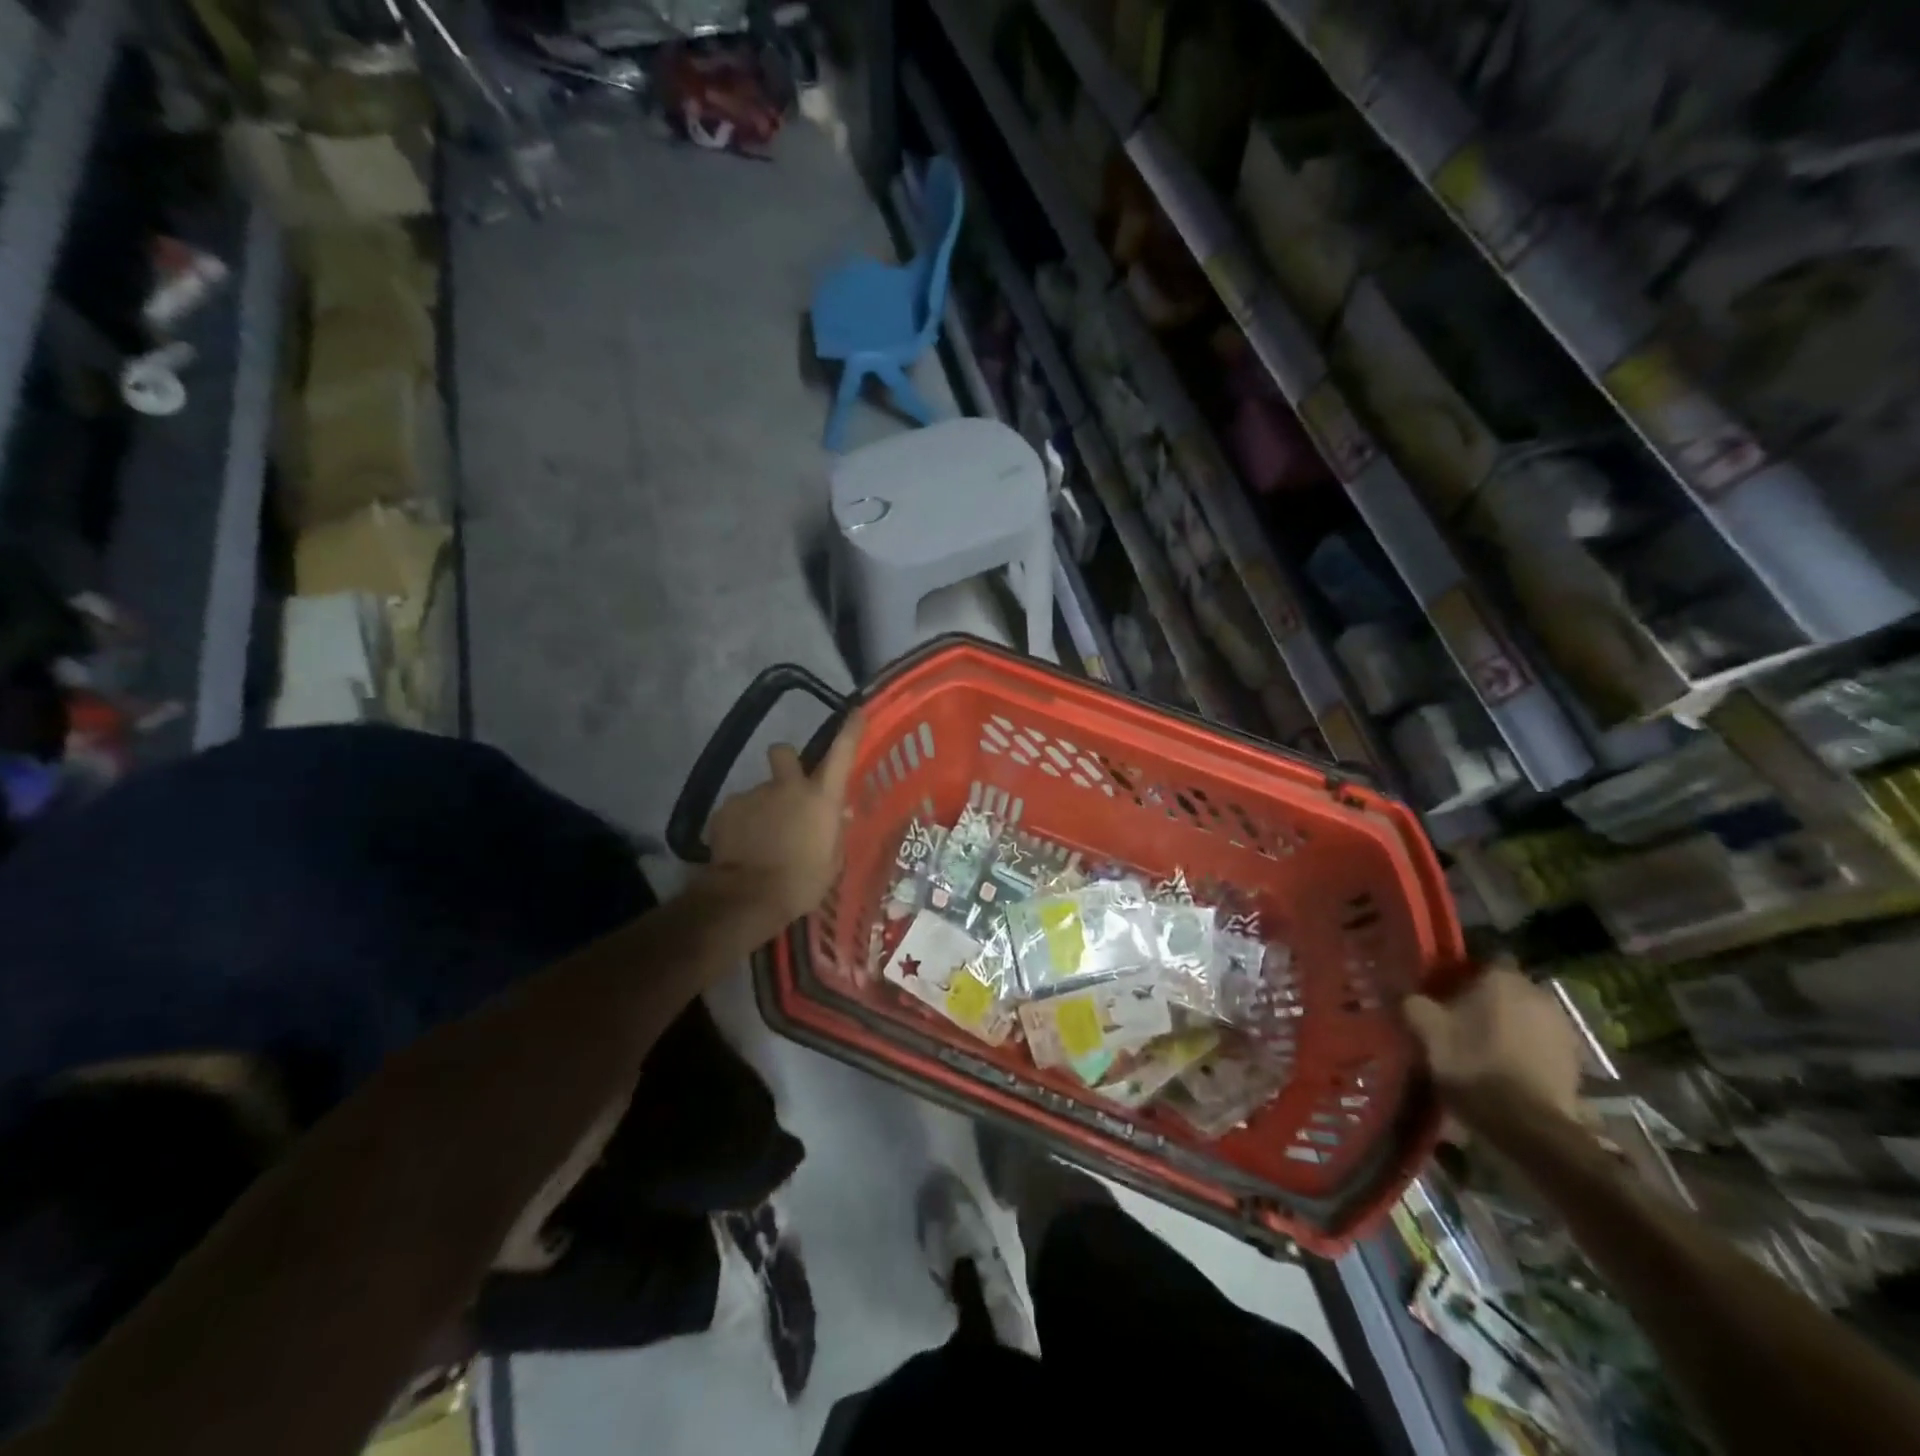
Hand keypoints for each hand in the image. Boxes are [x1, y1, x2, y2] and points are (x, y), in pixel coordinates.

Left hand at [704, 712, 863, 928]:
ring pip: (761, 791)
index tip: (855, 712)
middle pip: (784, 752)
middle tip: (787, 789)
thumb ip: (834, 832)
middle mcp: (788, 787)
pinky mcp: (726, 809)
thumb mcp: (832, 861)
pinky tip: (742, 847)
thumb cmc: (802, 882)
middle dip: (786, 762)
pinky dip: (742, 824)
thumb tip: (839, 814)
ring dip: (764, 807)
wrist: (748, 897)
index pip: (842, 753)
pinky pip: (739, 810)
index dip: (850, 730)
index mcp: (821, 798)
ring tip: (762, 840)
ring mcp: (754, 794)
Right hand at [1405, 966, 1581, 1123]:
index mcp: (1503, 979)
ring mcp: (1563, 1028)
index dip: (1465, 972)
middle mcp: (1539, 994)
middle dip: (1489, 999)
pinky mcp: (1576, 1060)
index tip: (1446, 988)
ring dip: (1510, 1025)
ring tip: (1484, 1046)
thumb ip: (1412, 1002)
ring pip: (1527, 1015)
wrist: (1527, 1124)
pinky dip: (1527, 1049)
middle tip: (1461, 1017)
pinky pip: (1542, 1043)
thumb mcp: (1426, 1029)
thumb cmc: (1472, 1063)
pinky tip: (1506, 1067)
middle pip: (1508, 988)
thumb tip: (1402, 990)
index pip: (1486, 958)